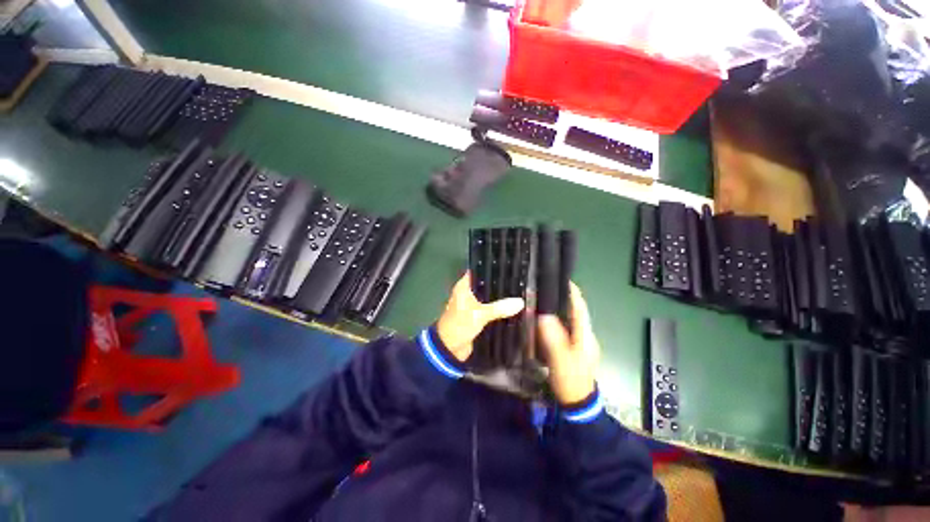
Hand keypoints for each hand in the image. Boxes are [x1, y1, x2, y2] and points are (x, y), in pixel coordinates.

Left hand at [436, 272, 524, 361]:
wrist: (450, 348)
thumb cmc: (460, 325)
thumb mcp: (480, 314)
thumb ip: (499, 308)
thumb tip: (521, 302)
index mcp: (463, 287)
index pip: (478, 271)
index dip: (491, 268)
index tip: (508, 266)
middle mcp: (467, 293)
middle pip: (486, 285)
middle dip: (499, 284)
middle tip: (518, 280)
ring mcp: (472, 305)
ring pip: (488, 297)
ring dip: (499, 298)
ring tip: (519, 291)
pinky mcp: (476, 315)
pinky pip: (489, 308)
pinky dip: (497, 308)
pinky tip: (512, 306)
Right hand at [537, 283, 600, 404]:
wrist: (578, 402)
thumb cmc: (570, 379)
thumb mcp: (560, 359)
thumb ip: (553, 337)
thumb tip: (543, 315)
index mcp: (585, 335)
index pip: (581, 308)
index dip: (573, 293)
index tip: (563, 280)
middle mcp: (586, 335)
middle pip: (577, 312)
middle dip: (565, 298)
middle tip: (547, 289)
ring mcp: (581, 342)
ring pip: (571, 320)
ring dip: (561, 309)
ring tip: (545, 300)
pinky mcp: (575, 348)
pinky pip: (567, 328)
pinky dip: (559, 320)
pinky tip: (547, 320)